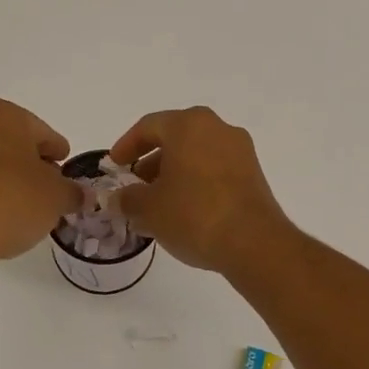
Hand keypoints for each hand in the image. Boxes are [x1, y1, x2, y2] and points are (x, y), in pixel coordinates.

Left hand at [0, 98, 81, 275]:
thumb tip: (83, 196)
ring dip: (10, 179)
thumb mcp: (57, 196)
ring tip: (29, 206)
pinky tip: (4, 216)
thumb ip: (74, 192)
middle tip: (51, 187)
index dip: (57, 151)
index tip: (66, 167)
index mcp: (1, 114)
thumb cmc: (14, 199)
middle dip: (32, 164)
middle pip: (14, 144)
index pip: (41, 131)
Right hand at [109, 107, 290, 273]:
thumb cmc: (193, 215)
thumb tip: (116, 199)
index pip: (148, 126)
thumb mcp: (148, 209)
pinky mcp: (253, 174)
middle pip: (175, 138)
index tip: (114, 165)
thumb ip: (127, 199)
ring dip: (173, 173)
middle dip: (151, 161)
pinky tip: (184, 210)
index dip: (126, 146)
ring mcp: (240, 151)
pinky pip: (215, 169)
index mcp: (188, 125)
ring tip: (157, 203)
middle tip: (135, 185)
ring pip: (196, 154)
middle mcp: (217, 128)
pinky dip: (195, 182)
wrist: (254, 243)